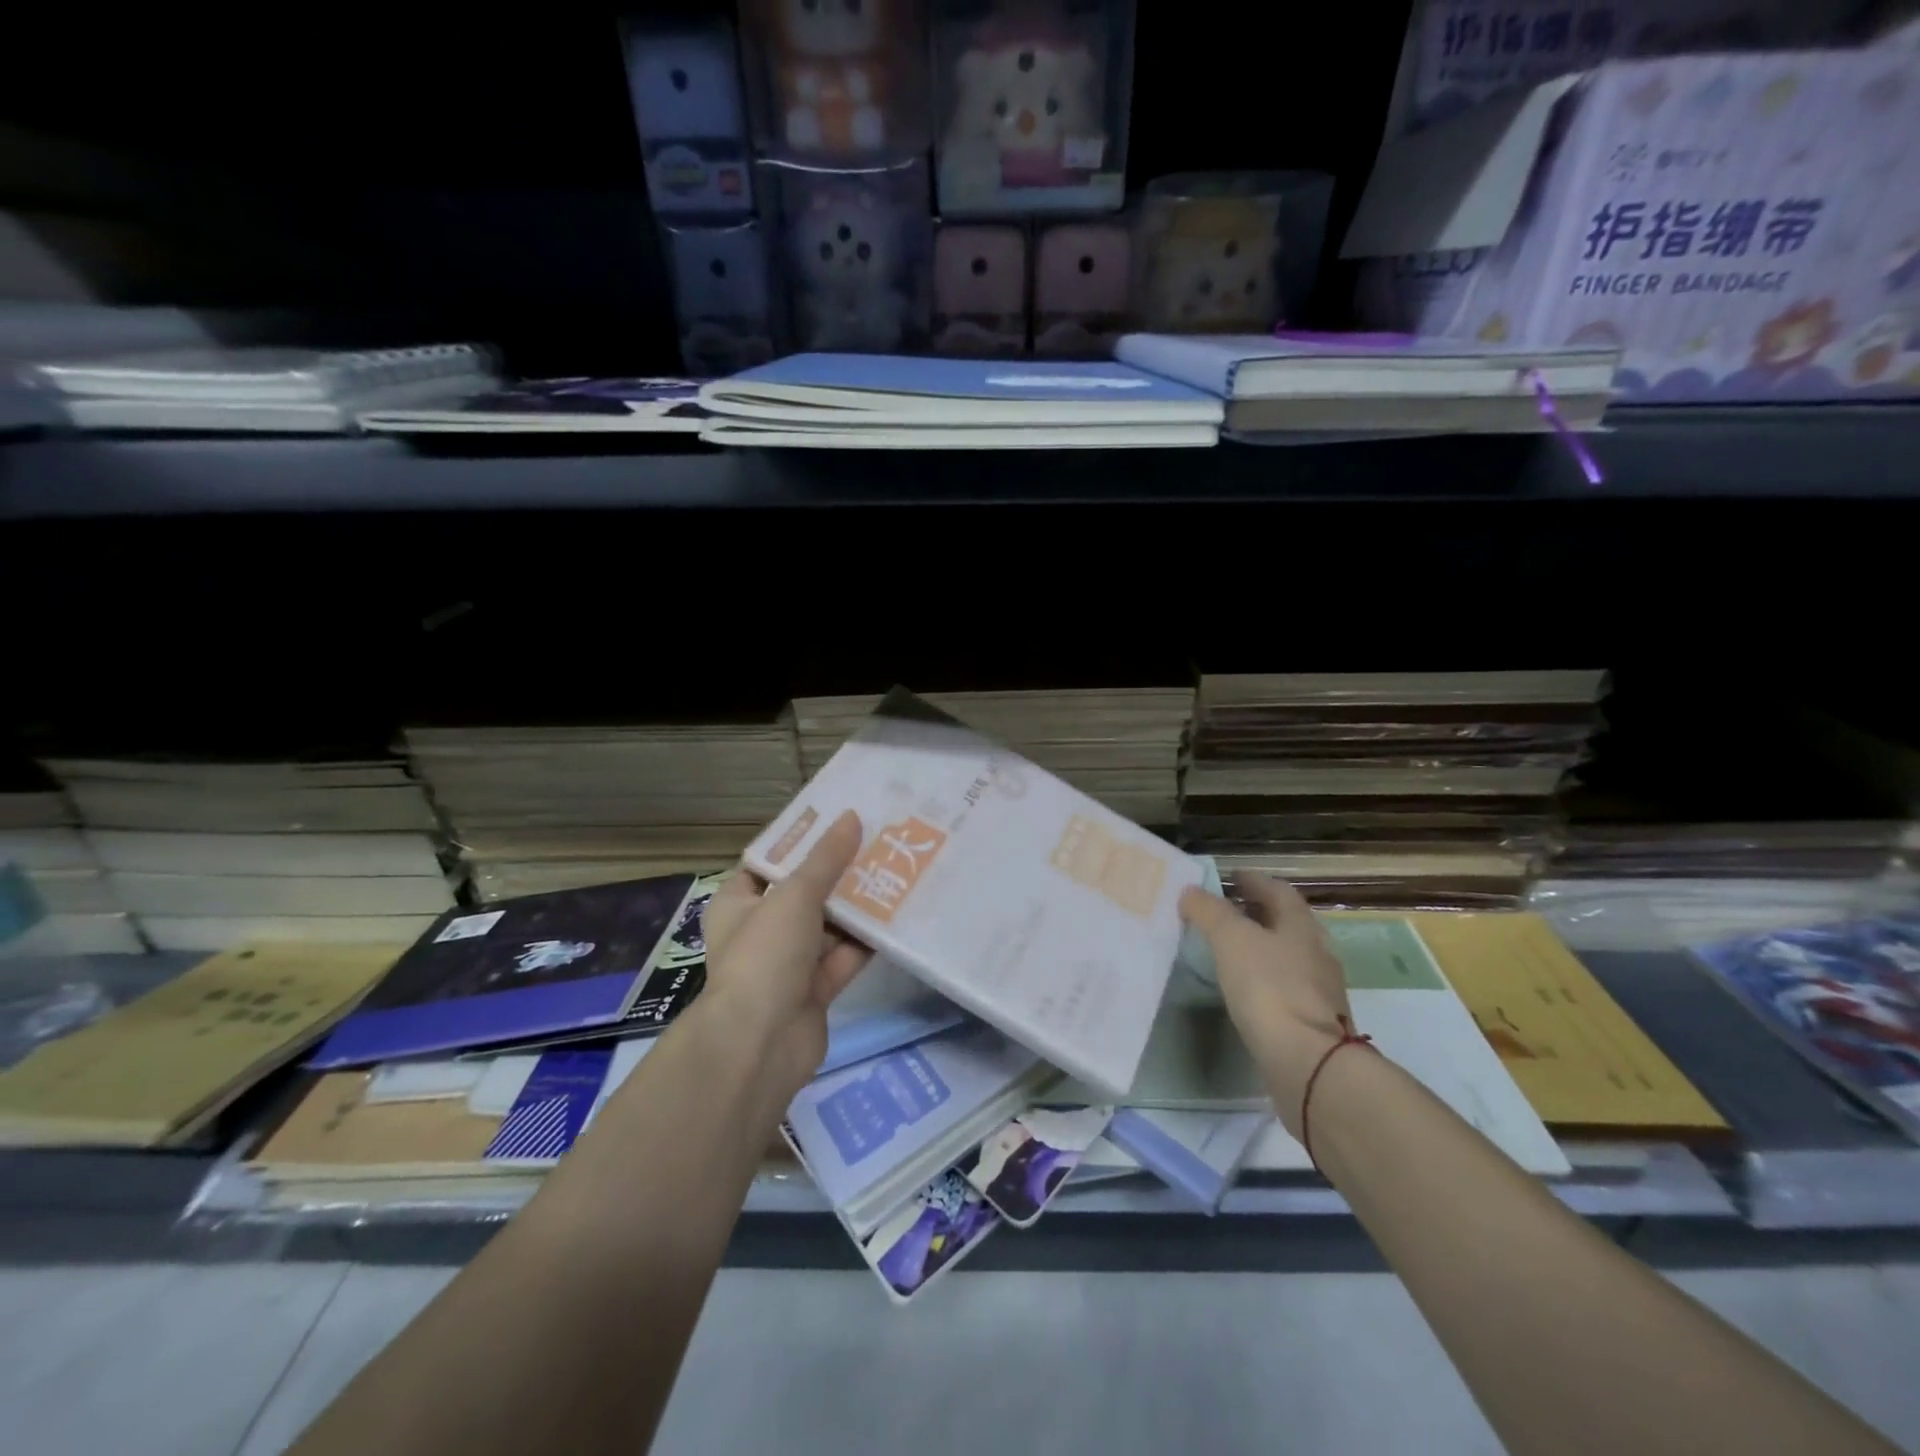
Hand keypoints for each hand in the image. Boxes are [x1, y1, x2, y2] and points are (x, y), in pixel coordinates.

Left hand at [700, 811, 872, 1100]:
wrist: (760, 1044)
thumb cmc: (765, 955)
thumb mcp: (794, 895)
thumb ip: (826, 858)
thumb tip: (851, 817)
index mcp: (739, 903)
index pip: (770, 862)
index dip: (802, 841)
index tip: (839, 818)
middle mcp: (762, 929)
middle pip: (806, 892)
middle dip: (840, 871)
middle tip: (879, 840)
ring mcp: (790, 962)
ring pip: (830, 925)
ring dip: (859, 904)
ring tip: (898, 868)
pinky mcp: (816, 989)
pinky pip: (845, 956)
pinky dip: (867, 940)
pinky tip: (899, 914)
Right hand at [1178, 872, 1351, 1136]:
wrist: (1308, 1064)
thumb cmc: (1269, 988)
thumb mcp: (1231, 940)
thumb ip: (1210, 912)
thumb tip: (1191, 891)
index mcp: (1301, 927)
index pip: (1279, 892)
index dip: (1254, 881)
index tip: (1231, 877)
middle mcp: (1316, 954)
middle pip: (1287, 924)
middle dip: (1258, 914)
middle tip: (1226, 911)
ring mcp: (1319, 992)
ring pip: (1288, 957)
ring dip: (1262, 948)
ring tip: (1230, 950)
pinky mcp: (1313, 1025)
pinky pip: (1285, 989)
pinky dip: (1265, 981)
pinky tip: (1245, 990)